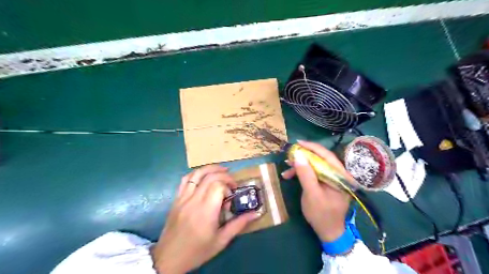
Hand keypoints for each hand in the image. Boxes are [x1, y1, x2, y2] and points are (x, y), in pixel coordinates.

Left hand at [153, 164, 258, 272]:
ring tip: (221, 170)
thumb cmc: (197, 251)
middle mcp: (194, 200)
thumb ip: (238, 224)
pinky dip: (196, 174)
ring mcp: (183, 198)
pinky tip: (204, 176)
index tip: (232, 196)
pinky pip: (186, 179)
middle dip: (224, 175)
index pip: (218, 185)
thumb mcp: (221, 241)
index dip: (228, 186)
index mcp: (206, 211)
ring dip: (211, 168)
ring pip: (197, 174)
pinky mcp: (176, 199)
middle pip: (210, 177)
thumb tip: (255, 213)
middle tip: (232, 183)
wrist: (169, 258)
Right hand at [281, 141, 353, 241]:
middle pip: (320, 158)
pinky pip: (312, 172)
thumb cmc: (322, 214)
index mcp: (341, 176)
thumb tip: (298, 155)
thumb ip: (306, 174)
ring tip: (286, 169)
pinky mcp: (324, 181)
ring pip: (314, 164)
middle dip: (303, 156)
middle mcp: (338, 174)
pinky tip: (289, 175)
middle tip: (289, 156)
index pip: (327, 155)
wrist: (328, 231)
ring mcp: (331, 177)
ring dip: (300, 165)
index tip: (298, 143)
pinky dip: (301, 172)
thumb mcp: (312, 194)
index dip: (312, 147)